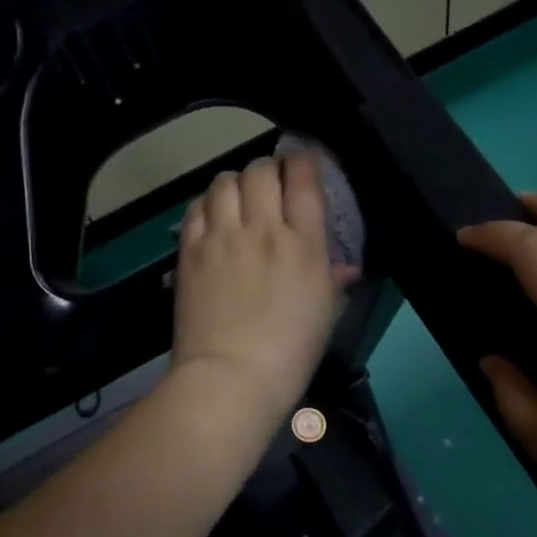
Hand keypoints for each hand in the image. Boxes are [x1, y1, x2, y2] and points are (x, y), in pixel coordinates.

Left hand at [169, 152, 351, 440]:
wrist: (230, 377)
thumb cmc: (289, 352)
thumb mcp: (325, 315)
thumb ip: (334, 280)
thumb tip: (346, 267)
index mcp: (303, 244)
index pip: (303, 180)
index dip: (304, 159)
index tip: (303, 159)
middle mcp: (262, 229)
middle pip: (261, 170)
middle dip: (268, 168)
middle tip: (270, 182)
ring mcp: (223, 237)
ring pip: (225, 181)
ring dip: (235, 182)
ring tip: (239, 196)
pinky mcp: (191, 250)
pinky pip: (197, 207)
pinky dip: (207, 203)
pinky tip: (213, 215)